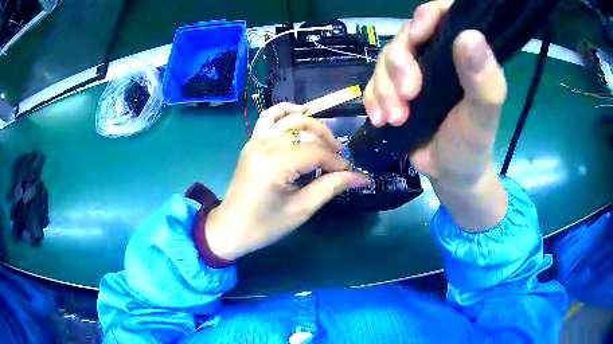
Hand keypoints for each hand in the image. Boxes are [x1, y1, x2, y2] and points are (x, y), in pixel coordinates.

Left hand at [205, 103, 368, 259]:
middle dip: (329, 145)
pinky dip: (287, 111)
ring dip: (314, 127)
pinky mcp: (252, 141)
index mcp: (275, 165)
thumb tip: (361, 178)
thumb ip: (331, 187)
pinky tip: (302, 112)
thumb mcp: (301, 209)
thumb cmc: (265, 225)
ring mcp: (256, 140)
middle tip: (340, 162)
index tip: (352, 174)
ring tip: (327, 142)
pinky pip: (269, 116)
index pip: (316, 153)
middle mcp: (265, 145)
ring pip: (292, 120)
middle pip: (307, 134)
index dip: (338, 163)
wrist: (231, 228)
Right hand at [363, 0, 507, 229]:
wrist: (450, 173)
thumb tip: (470, 35)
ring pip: (385, 60)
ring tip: (396, 119)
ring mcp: (414, 72)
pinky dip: (372, 100)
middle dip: (400, 65)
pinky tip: (381, 120)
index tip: (418, 37)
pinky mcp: (394, 90)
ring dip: (385, 89)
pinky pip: (372, 83)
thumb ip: (484, 80)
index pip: (443, 15)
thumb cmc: (472, 144)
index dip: (427, 16)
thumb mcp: (483, 116)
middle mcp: (437, 56)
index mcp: (462, 55)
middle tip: (408, 96)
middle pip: (406, 37)